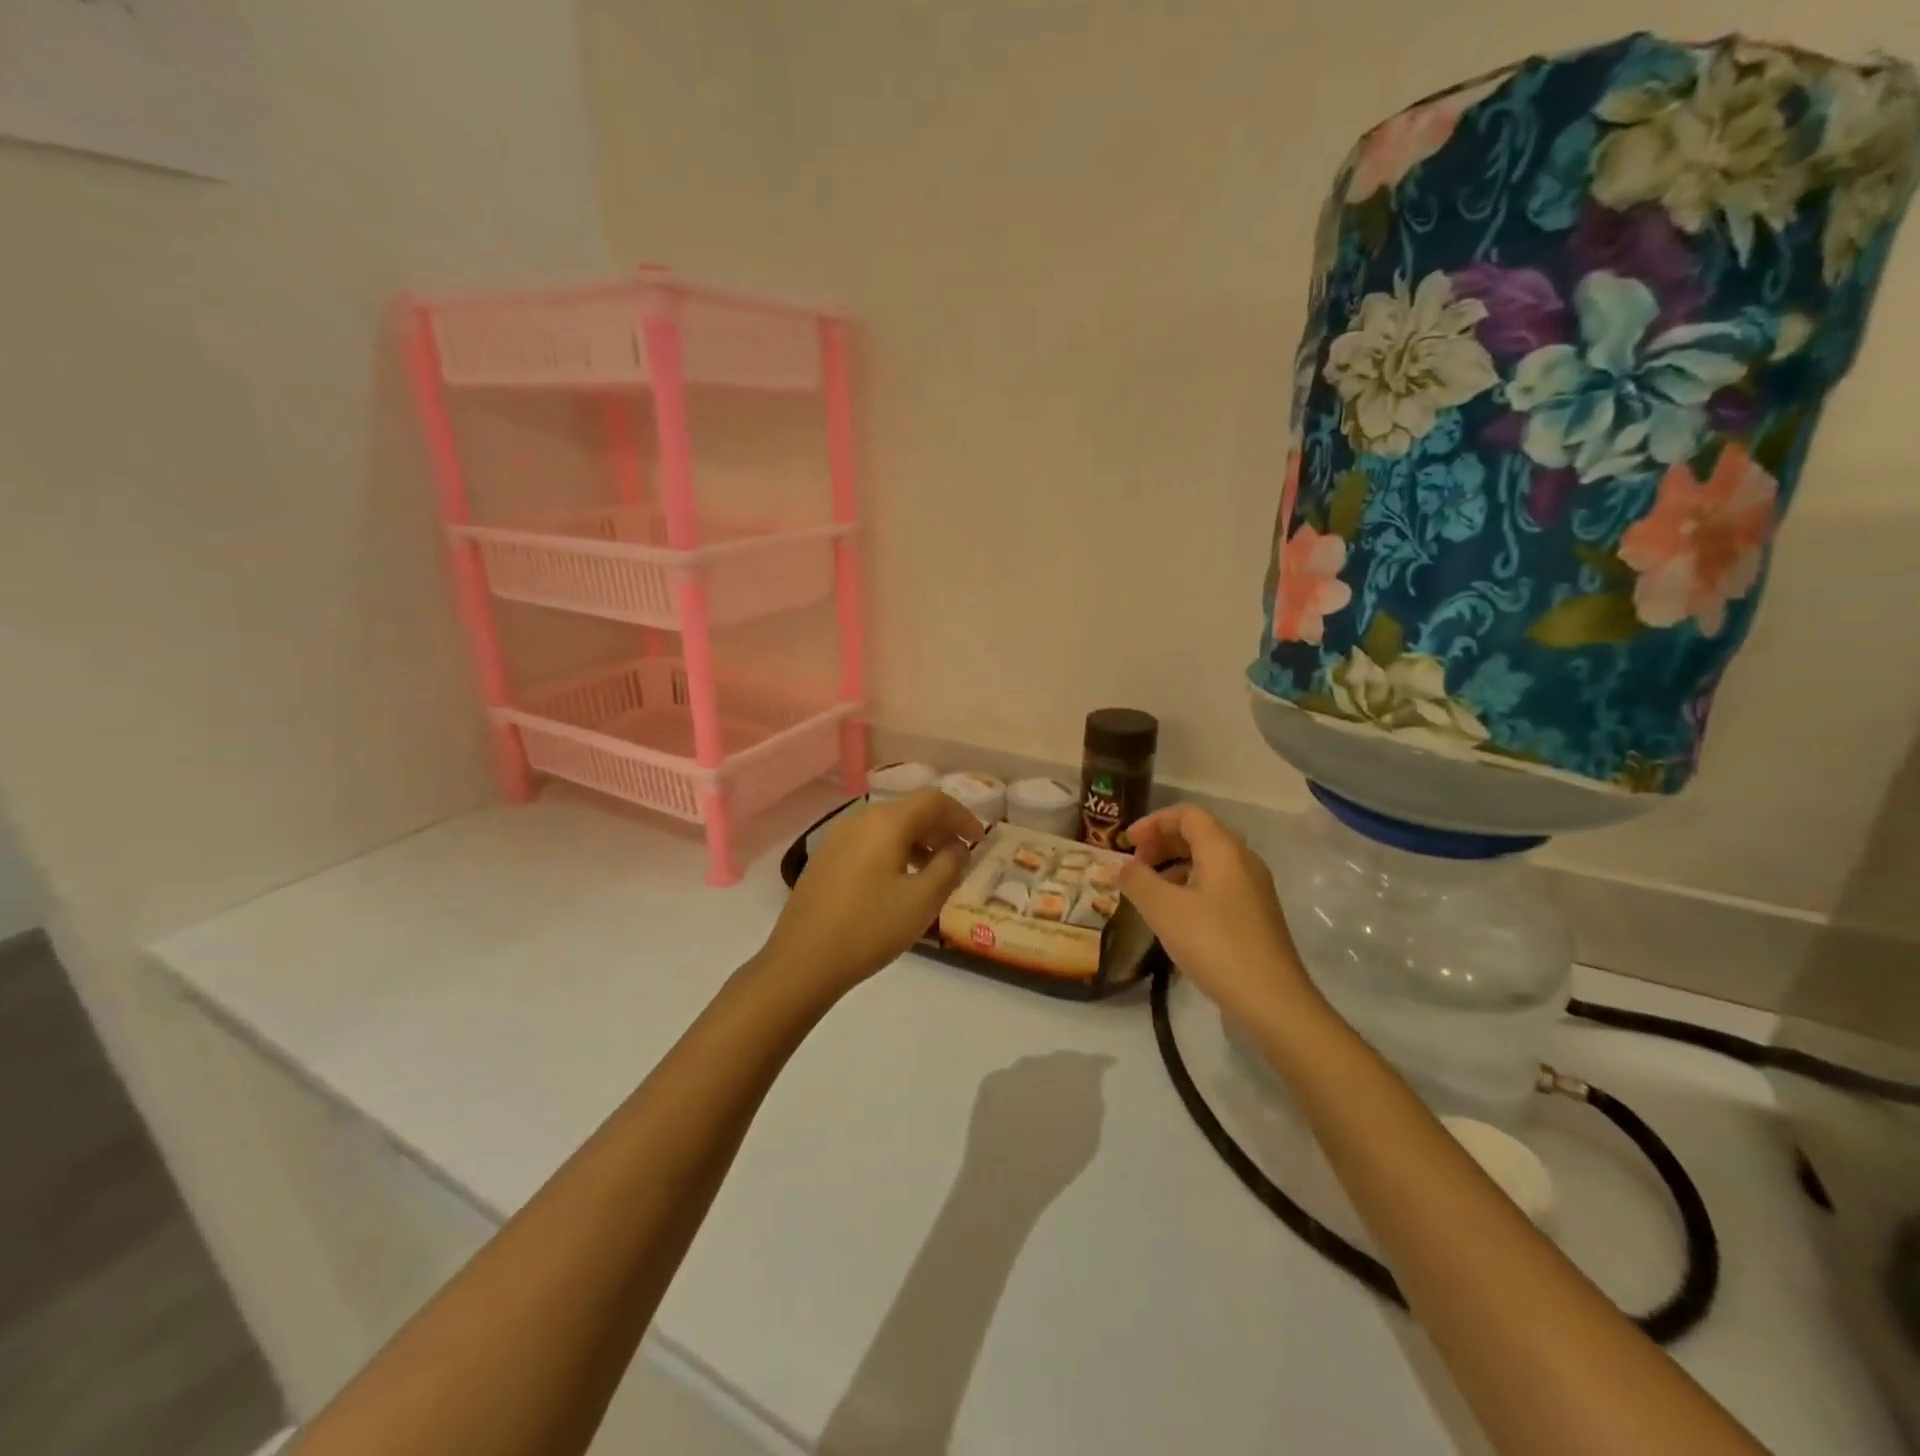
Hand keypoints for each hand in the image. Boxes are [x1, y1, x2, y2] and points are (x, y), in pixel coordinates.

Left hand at [758, 788, 983, 1001]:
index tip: (980, 840)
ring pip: (888, 827)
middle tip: (961, 857)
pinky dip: (893, 851)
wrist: (801, 961)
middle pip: (910, 810)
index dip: (962, 816)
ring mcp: (837, 838)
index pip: (934, 800)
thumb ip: (949, 867)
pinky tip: (898, 883)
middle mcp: (860, 819)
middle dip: (940, 829)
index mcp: (886, 822)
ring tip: (934, 873)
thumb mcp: (922, 901)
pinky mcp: (825, 859)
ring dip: (917, 842)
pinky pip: (869, 842)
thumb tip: (957, 847)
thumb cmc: (869, 928)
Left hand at [960, 1052, 1113, 1214]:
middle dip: (1065, 1071)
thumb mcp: (1088, 1138)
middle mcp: (1047, 1064)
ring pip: (1033, 1067)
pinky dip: (1015, 1090)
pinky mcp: (992, 1079)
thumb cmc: (1056, 1165)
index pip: (1091, 1062)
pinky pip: (1010, 1080)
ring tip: (1039, 1103)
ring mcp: (1017, 1070)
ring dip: (1039, 1079)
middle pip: (1060, 1060)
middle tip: (1067, 1090)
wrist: (1006, 1176)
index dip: (1098, 1064)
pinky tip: (1014, 1111)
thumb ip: (1090, 1105)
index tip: (1105, 1065)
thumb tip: (1086, 1089)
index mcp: (1077, 1079)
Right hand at [1116, 804, 1317, 1029]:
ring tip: (1148, 892)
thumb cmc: (1214, 944)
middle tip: (1134, 866)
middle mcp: (1243, 861)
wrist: (1271, 1000)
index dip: (1153, 822)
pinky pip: (1218, 885)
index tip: (1126, 844)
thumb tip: (1117, 866)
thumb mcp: (1163, 909)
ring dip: (1174, 867)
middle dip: (1162, 844)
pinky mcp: (1255, 916)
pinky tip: (1174, 917)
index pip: (1187, 815)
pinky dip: (1190, 887)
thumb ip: (1136, 880)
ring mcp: (1253, 890)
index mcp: (1224, 850)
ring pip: (1208, 862)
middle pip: (1199, 835)